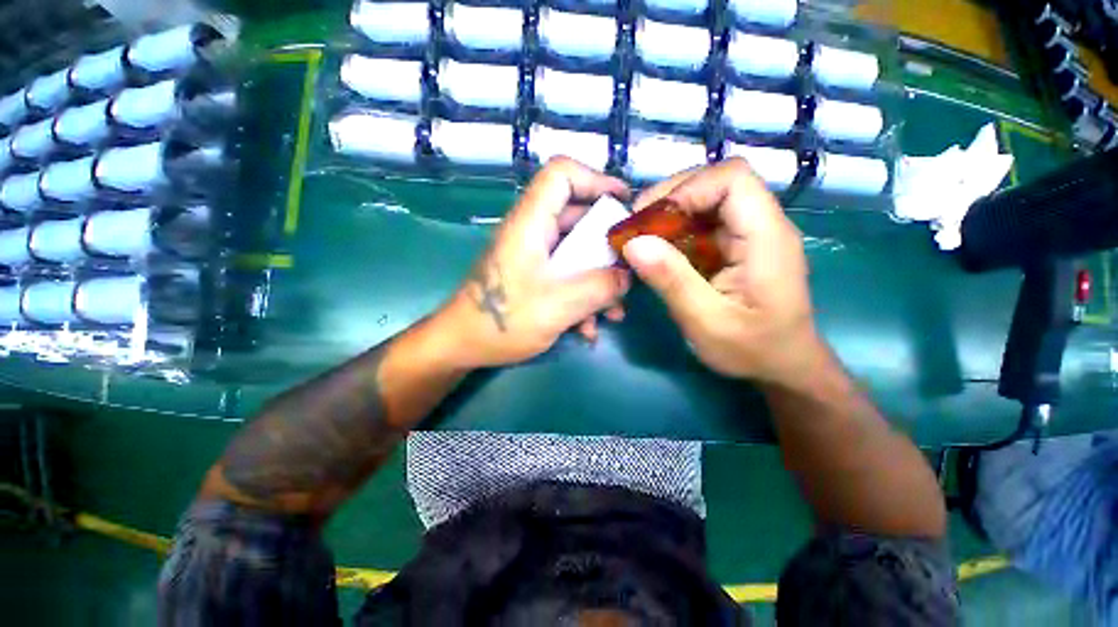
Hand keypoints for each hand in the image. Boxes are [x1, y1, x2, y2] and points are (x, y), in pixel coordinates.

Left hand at [440, 157, 631, 367]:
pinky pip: (567, 275)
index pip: (561, 174)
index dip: (596, 179)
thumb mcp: (558, 305)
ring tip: (613, 313)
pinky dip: (583, 297)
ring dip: (599, 280)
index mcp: (531, 224)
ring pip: (577, 253)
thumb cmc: (503, 321)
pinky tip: (588, 328)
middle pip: (578, 217)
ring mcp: (534, 257)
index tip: (625, 205)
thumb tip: (626, 276)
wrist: (463, 346)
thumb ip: (599, 287)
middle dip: (608, 245)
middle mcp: (533, 233)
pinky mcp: (534, 277)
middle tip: (629, 269)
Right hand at [621, 158, 822, 383]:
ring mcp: (749, 233)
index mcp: (766, 237)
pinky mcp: (736, 245)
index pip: (732, 178)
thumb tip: (633, 244)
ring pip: (706, 199)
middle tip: (636, 228)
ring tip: (641, 239)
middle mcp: (762, 224)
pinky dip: (675, 230)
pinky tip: (658, 252)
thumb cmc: (752, 349)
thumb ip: (672, 281)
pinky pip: (702, 222)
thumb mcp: (706, 322)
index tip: (650, 221)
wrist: (783, 365)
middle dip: (670, 198)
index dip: (687, 189)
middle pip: (716, 181)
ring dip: (668, 214)